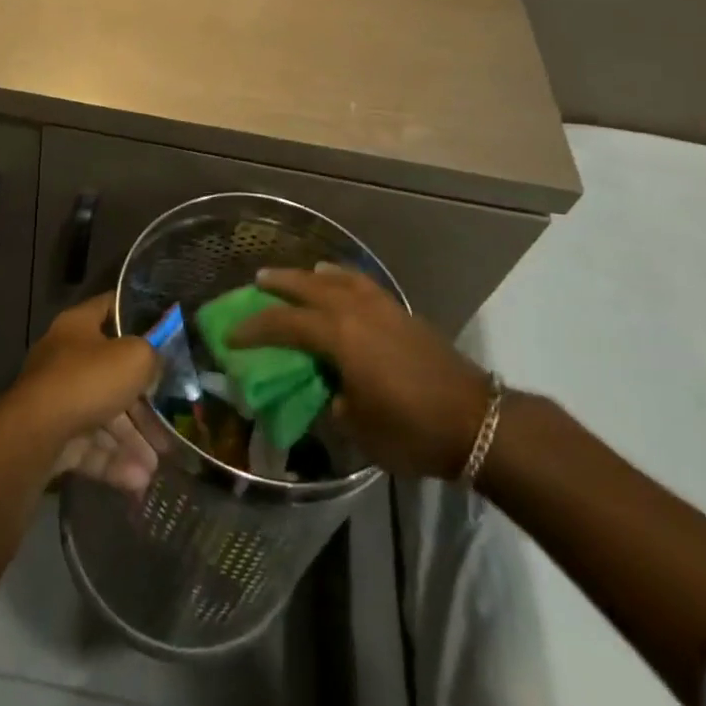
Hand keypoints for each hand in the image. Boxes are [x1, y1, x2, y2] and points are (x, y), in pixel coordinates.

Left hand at [10, 296, 160, 494]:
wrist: (34, 436)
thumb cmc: (87, 381)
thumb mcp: (134, 358)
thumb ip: (152, 357)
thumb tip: (154, 368)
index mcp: (78, 325)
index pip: (110, 307)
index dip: (136, 314)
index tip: (164, 331)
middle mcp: (65, 357)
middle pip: (111, 373)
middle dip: (142, 404)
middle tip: (167, 427)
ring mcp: (56, 398)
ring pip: (102, 415)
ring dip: (131, 440)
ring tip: (156, 465)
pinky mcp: (52, 437)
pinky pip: (88, 445)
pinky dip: (112, 461)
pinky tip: (137, 481)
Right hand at [230, 264, 490, 479]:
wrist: (475, 421)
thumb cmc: (411, 429)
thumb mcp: (357, 428)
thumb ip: (331, 402)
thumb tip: (324, 389)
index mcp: (337, 335)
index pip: (283, 323)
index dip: (253, 329)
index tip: (230, 336)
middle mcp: (354, 310)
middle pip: (306, 286)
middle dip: (278, 284)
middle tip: (256, 283)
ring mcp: (380, 306)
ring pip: (335, 278)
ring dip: (309, 275)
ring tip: (295, 276)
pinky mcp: (400, 311)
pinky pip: (360, 283)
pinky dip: (342, 277)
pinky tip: (339, 281)